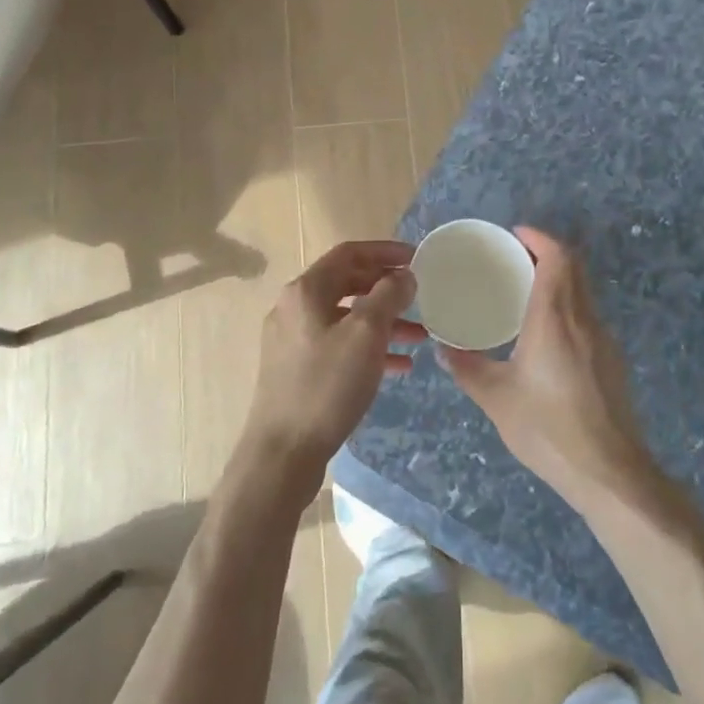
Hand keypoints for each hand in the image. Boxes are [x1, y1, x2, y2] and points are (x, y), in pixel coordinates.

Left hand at [239, 240, 422, 503]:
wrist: (282, 452)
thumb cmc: (326, 386)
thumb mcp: (365, 335)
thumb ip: (388, 296)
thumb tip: (403, 275)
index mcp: (306, 291)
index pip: (349, 253)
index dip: (385, 251)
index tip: (417, 258)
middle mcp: (295, 308)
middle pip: (347, 283)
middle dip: (387, 288)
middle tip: (420, 295)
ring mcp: (293, 340)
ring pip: (346, 317)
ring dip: (383, 321)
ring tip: (420, 335)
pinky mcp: (297, 369)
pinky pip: (339, 345)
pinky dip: (368, 348)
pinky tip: (399, 365)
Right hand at [439, 227, 659, 512]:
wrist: (610, 473)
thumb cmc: (548, 430)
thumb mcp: (497, 398)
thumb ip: (467, 368)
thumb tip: (443, 348)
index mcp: (555, 319)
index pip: (557, 258)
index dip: (539, 238)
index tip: (515, 234)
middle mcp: (584, 320)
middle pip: (574, 268)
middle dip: (547, 252)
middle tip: (514, 257)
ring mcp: (604, 340)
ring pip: (583, 291)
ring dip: (559, 278)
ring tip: (525, 288)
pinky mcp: (612, 361)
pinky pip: (588, 314)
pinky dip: (567, 303)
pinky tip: (545, 330)